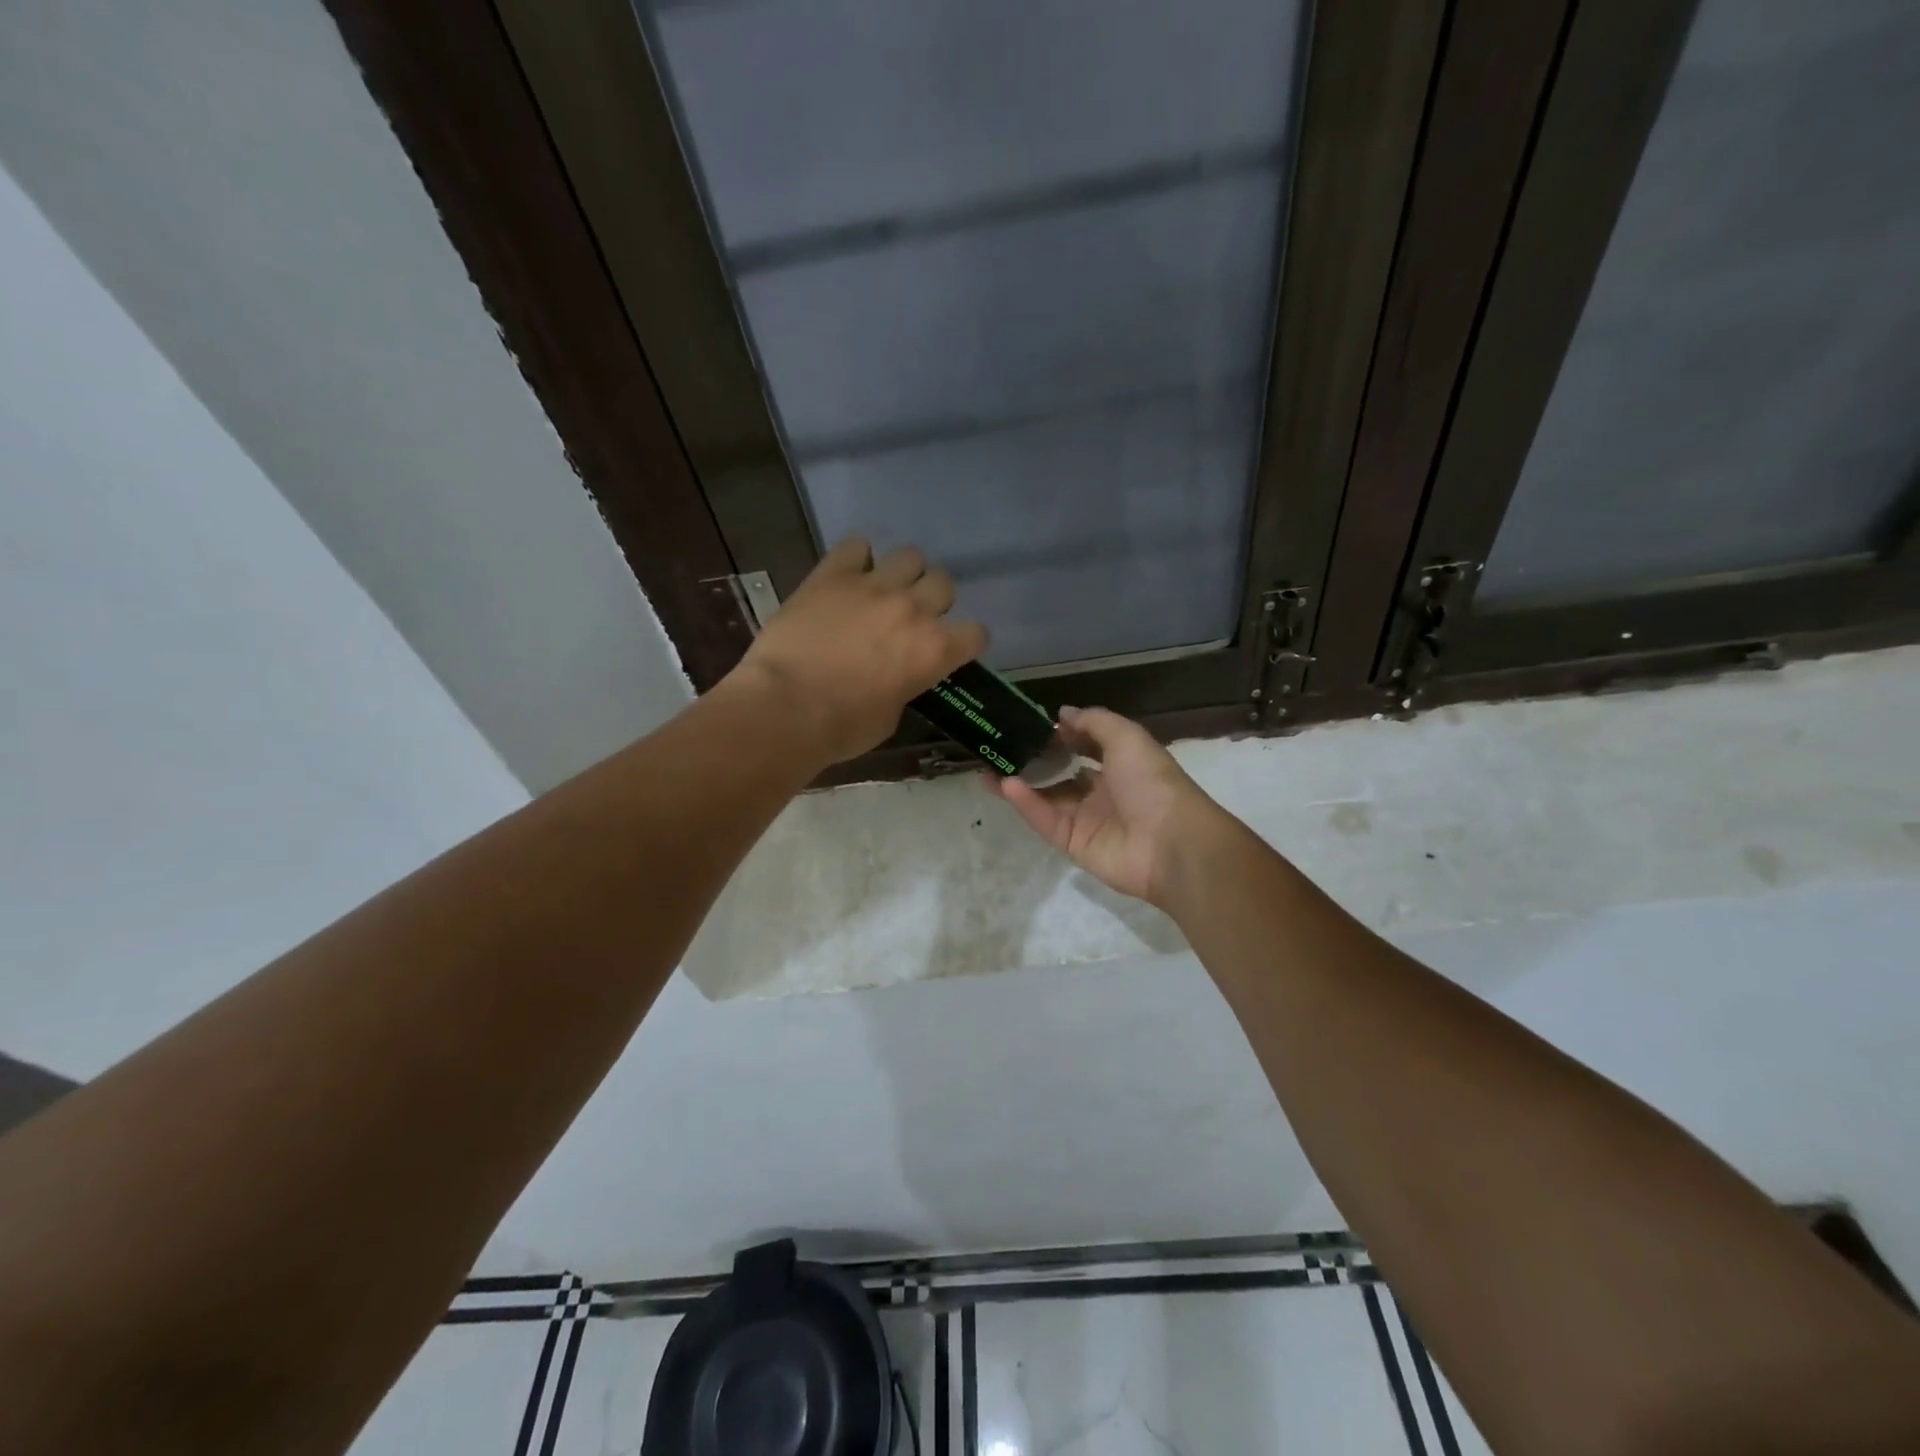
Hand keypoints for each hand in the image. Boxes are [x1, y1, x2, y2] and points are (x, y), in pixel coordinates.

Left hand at [730, 537, 987, 765]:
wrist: (785, 708)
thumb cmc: (842, 728)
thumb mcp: (891, 717)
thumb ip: (905, 686)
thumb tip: (898, 676)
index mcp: (934, 651)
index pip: (976, 633)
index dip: (966, 642)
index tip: (952, 649)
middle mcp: (913, 610)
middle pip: (944, 584)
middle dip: (933, 600)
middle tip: (911, 618)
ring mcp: (873, 586)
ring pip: (910, 556)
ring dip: (902, 574)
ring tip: (883, 591)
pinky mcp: (833, 575)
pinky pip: (856, 546)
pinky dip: (857, 558)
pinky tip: (848, 576)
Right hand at [991, 706, 1225, 906]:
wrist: (1171, 843)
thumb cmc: (1152, 782)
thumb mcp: (1127, 737)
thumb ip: (1093, 722)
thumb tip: (1062, 713)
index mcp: (1121, 765)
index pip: (1086, 746)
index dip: (1062, 735)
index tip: (1032, 724)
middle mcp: (1103, 791)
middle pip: (1061, 774)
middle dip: (1034, 761)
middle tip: (1000, 747)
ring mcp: (1087, 819)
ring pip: (1047, 798)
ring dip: (1020, 783)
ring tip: (988, 766)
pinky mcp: (1073, 844)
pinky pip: (1045, 821)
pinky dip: (1026, 803)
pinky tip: (1004, 784)